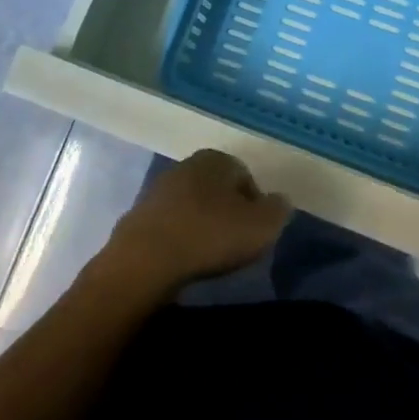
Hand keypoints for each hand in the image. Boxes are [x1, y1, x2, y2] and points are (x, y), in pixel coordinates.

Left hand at [94, 150, 290, 299]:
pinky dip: (180, 237)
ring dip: (202, 224)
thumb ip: (277, 210)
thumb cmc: (210, 236)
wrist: (145, 260)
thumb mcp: (261, 226)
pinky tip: (184, 259)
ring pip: (192, 205)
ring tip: (210, 255)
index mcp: (216, 159)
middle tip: (236, 243)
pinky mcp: (138, 215)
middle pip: (217, 188)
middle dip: (228, 212)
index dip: (256, 205)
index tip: (256, 232)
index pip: (245, 176)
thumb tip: (279, 201)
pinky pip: (170, 224)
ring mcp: (158, 189)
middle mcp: (186, 165)